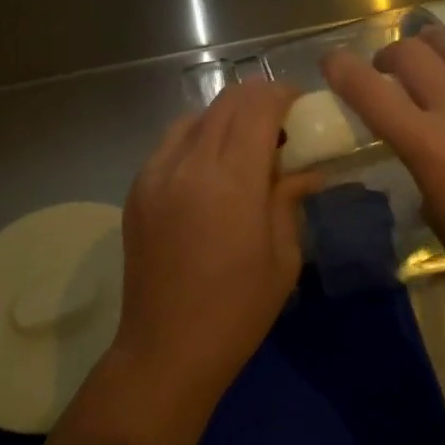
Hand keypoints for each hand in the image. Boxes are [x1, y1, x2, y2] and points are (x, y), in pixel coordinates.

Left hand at [112, 79, 316, 415]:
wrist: (166, 349)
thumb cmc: (238, 310)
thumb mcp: (283, 255)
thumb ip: (290, 198)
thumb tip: (308, 169)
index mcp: (230, 179)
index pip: (257, 104)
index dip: (283, 95)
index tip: (301, 107)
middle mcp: (188, 163)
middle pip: (227, 101)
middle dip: (259, 101)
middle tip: (281, 125)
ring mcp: (155, 172)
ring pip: (196, 117)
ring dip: (226, 119)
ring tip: (245, 148)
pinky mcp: (137, 187)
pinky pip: (172, 143)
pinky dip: (198, 139)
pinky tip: (211, 171)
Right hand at [323, 28, 444, 331]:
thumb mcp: (436, 213)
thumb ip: (421, 164)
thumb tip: (423, 140)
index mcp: (430, 146)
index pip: (371, 92)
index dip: (342, 70)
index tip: (331, 62)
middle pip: (414, 54)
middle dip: (390, 55)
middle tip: (387, 70)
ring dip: (436, 44)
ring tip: (432, 56)